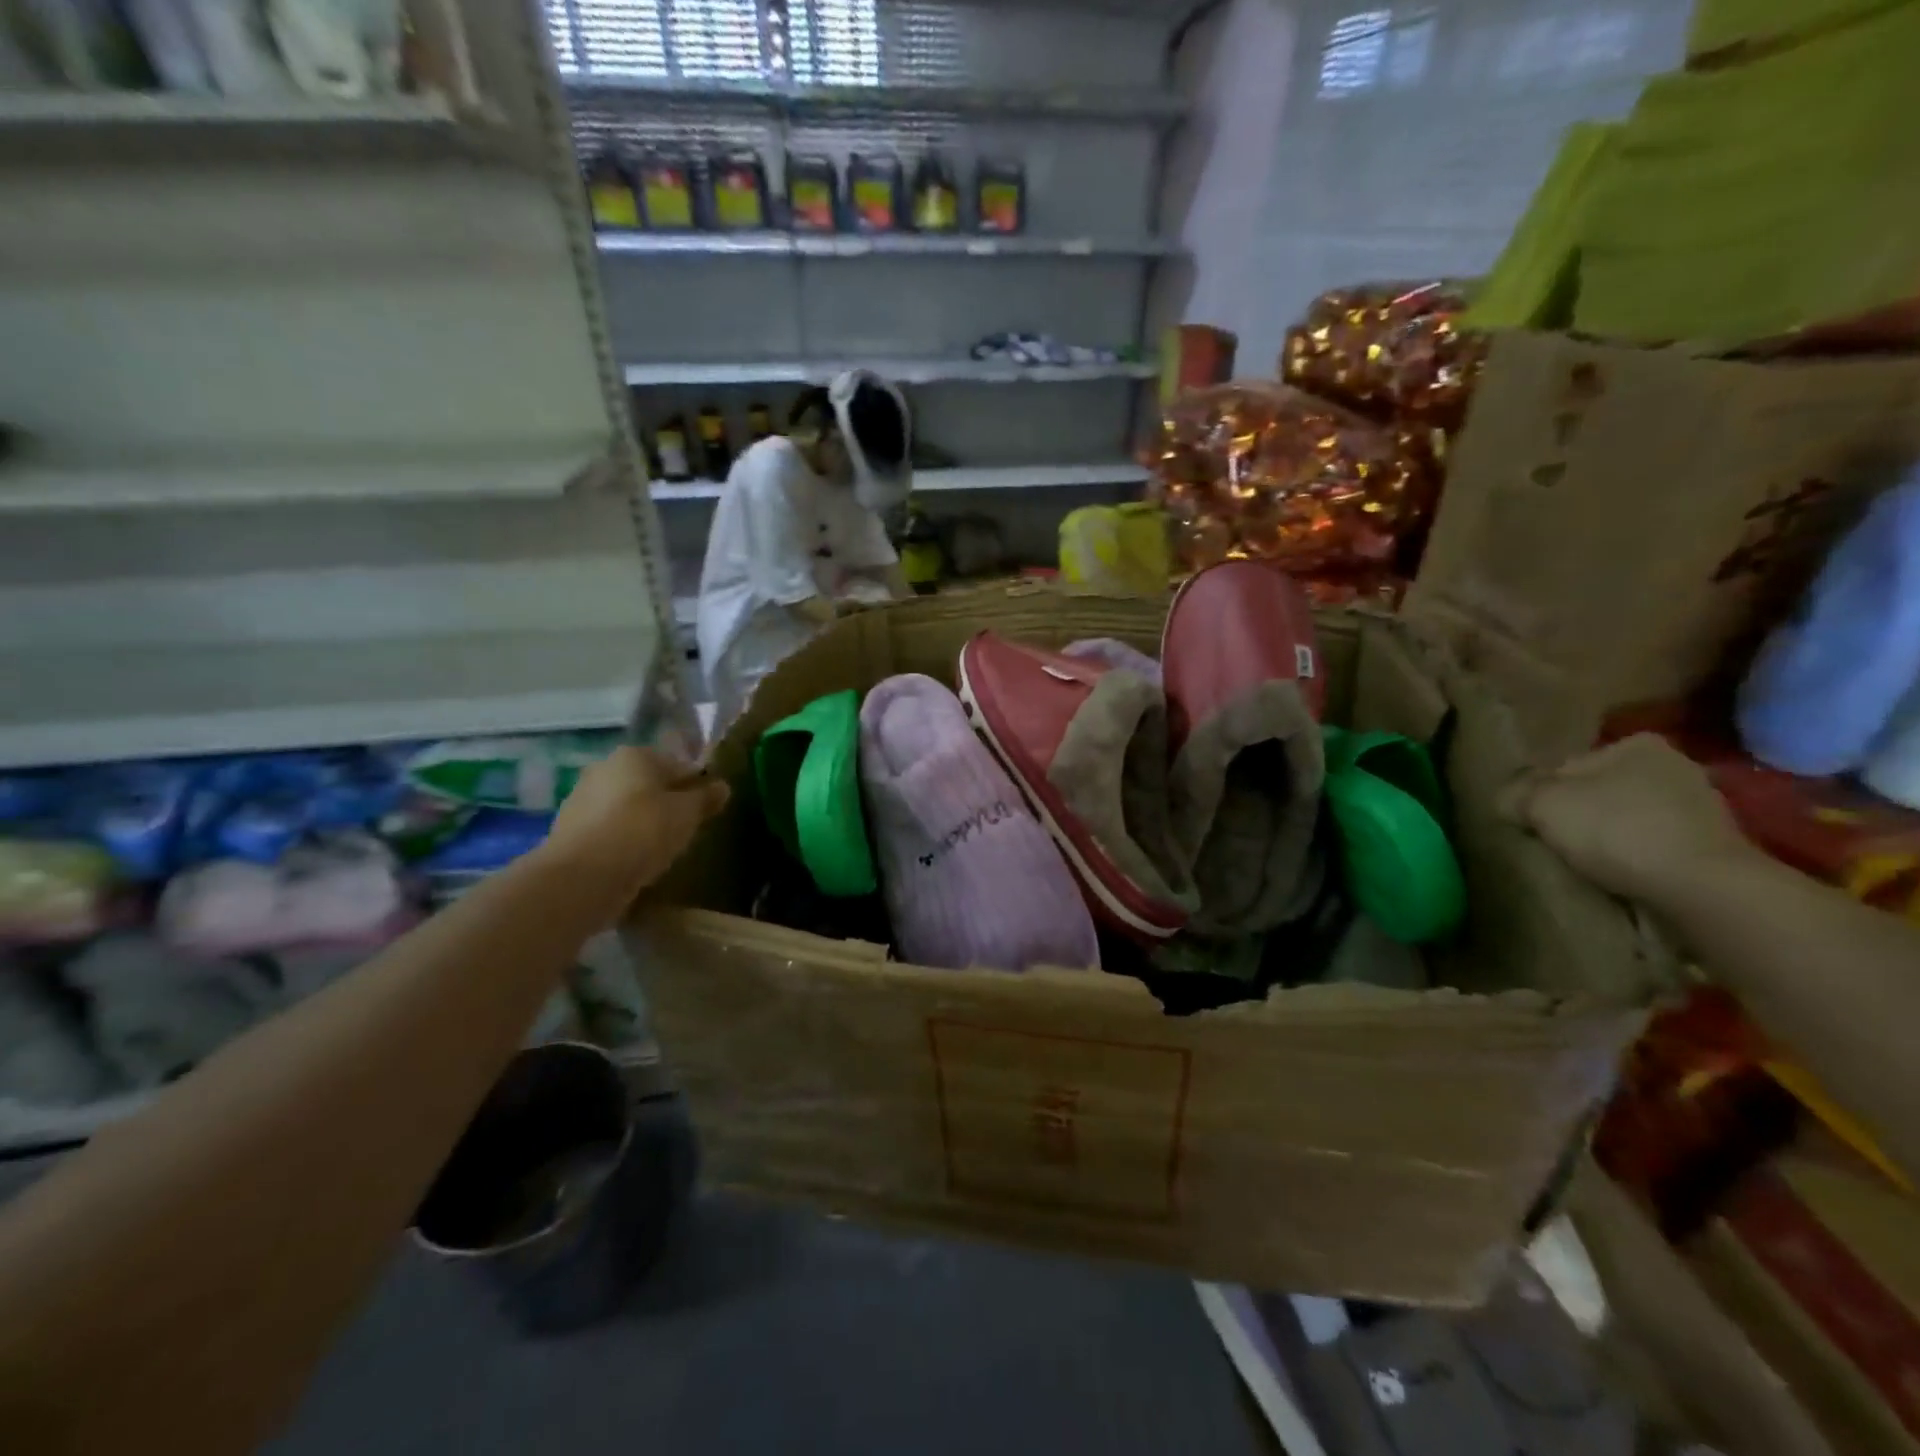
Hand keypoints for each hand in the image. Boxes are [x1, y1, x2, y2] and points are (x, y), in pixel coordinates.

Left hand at [539, 746, 728, 910]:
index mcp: (635, 755)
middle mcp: (604, 767)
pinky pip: (609, 830)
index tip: (709, 807)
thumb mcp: (687, 814)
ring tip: (663, 848)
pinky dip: (623, 839)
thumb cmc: (643, 832)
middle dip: (668, 801)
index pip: (678, 764)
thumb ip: (706, 798)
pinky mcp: (569, 830)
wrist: (582, 878)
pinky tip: (636, 860)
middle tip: (688, 828)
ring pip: (627, 806)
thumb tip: (722, 786)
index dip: (698, 784)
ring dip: (644, 821)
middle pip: (649, 783)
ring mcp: (582, 798)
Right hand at [1503, 733, 1754, 906]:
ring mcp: (1701, 808)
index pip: (1567, 766)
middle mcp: (1675, 766)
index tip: (1532, 820)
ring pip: (1628, 818)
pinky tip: (1620, 874)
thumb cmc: (1616, 829)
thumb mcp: (1542, 804)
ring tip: (1585, 863)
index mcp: (1637, 744)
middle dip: (1579, 813)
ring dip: (1608, 837)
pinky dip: (1635, 857)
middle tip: (1554, 842)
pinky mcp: (1713, 847)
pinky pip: (1654, 846)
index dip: (1542, 793)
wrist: (1701, 887)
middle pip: (1600, 791)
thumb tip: (1507, 798)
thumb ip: (1516, 793)